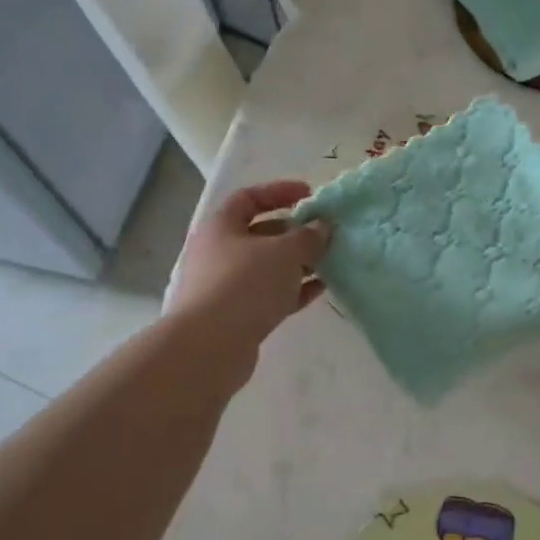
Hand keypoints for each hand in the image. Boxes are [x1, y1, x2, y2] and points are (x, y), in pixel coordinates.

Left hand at [167, 181, 331, 366]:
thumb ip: (308, 237)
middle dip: (294, 232)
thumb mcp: (285, 253)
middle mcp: (218, 252)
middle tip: (324, 235)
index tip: (309, 195)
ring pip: (267, 267)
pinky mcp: (236, 315)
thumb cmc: (245, 284)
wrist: (210, 346)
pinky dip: (294, 289)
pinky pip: (270, 294)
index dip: (279, 192)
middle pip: (260, 234)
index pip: (249, 198)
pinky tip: (320, 290)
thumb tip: (321, 227)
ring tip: (329, 262)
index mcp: (221, 227)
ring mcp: (225, 286)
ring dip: (298, 263)